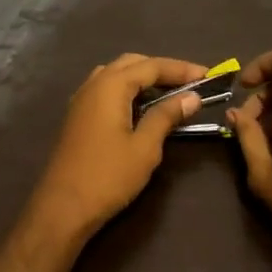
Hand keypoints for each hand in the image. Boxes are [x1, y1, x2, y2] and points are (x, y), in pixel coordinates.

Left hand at [21, 53, 207, 241]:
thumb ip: (166, 116)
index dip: (181, 69)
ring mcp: (81, 100)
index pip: (152, 66)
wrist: (62, 208)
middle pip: (132, 63)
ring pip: (116, 74)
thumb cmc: (107, 176)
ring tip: (168, 93)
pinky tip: (141, 108)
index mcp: (111, 86)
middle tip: (189, 83)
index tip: (208, 75)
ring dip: (143, 78)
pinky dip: (127, 90)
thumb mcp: (145, 147)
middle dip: (162, 69)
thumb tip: (192, 97)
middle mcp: (93, 84)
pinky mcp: (77, 116)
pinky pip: (105, 89)